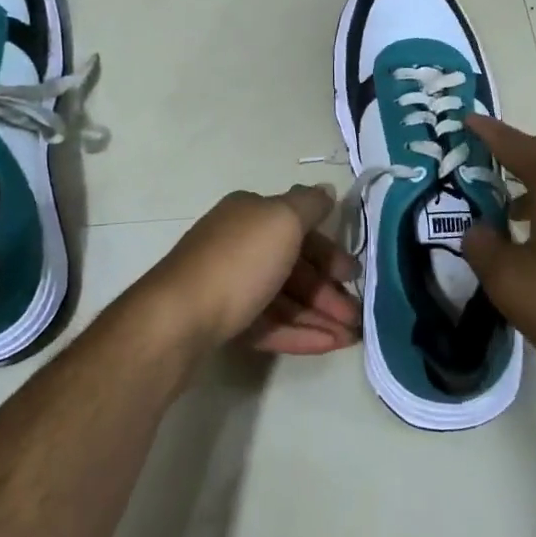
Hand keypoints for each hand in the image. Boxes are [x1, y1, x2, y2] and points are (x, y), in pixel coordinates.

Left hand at [141, 186, 360, 355]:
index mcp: (250, 214)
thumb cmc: (237, 262)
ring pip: (284, 298)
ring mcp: (230, 285)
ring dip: (320, 315)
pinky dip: (299, 332)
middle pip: (294, 265)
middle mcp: (239, 243)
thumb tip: (325, 190)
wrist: (178, 319)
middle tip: (357, 315)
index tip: (354, 274)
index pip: (299, 227)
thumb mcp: (281, 220)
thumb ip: (309, 205)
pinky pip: (270, 323)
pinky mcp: (224, 321)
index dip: (330, 249)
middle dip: (328, 289)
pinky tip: (328, 346)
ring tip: (350, 338)